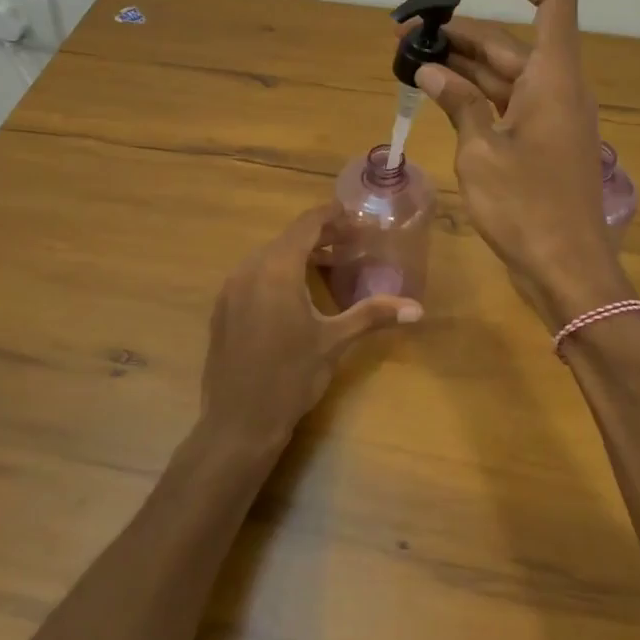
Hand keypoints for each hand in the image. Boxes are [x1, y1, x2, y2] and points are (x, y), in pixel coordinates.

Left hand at [201, 203, 421, 449]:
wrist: (238, 423)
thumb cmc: (290, 378)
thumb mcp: (334, 342)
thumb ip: (373, 315)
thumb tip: (417, 308)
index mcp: (277, 269)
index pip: (306, 224)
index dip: (331, 216)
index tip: (355, 216)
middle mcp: (249, 269)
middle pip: (288, 238)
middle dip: (320, 236)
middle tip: (351, 243)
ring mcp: (231, 289)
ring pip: (269, 256)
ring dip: (299, 254)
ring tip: (328, 265)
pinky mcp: (223, 308)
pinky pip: (253, 275)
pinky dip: (277, 272)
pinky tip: (296, 294)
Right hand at [414, 0, 630, 327]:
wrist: (567, 270)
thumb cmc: (527, 208)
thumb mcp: (481, 151)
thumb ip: (457, 102)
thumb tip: (430, 69)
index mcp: (554, 79)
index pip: (552, 1)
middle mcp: (557, 88)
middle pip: (511, 41)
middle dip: (460, 32)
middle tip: (406, 35)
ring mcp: (550, 117)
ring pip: (504, 73)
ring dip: (462, 64)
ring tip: (411, 59)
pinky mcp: (540, 142)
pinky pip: (505, 103)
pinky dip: (473, 95)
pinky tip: (436, 94)